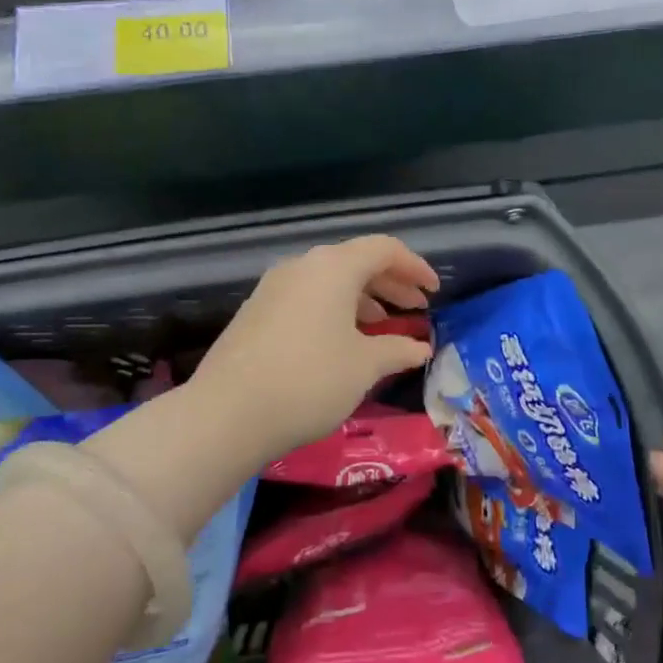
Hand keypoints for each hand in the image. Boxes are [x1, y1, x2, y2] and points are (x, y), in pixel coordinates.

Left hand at [191, 236, 438, 459]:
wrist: (227, 412)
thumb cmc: (309, 380)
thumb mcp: (363, 366)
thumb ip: (397, 350)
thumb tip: (421, 347)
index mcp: (334, 266)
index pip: (385, 249)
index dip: (415, 268)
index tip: (434, 292)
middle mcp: (303, 265)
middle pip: (357, 262)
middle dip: (392, 284)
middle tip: (417, 310)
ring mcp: (275, 286)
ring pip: (331, 281)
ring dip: (364, 299)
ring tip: (385, 328)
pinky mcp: (258, 310)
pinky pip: (308, 297)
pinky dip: (335, 310)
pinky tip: (344, 341)